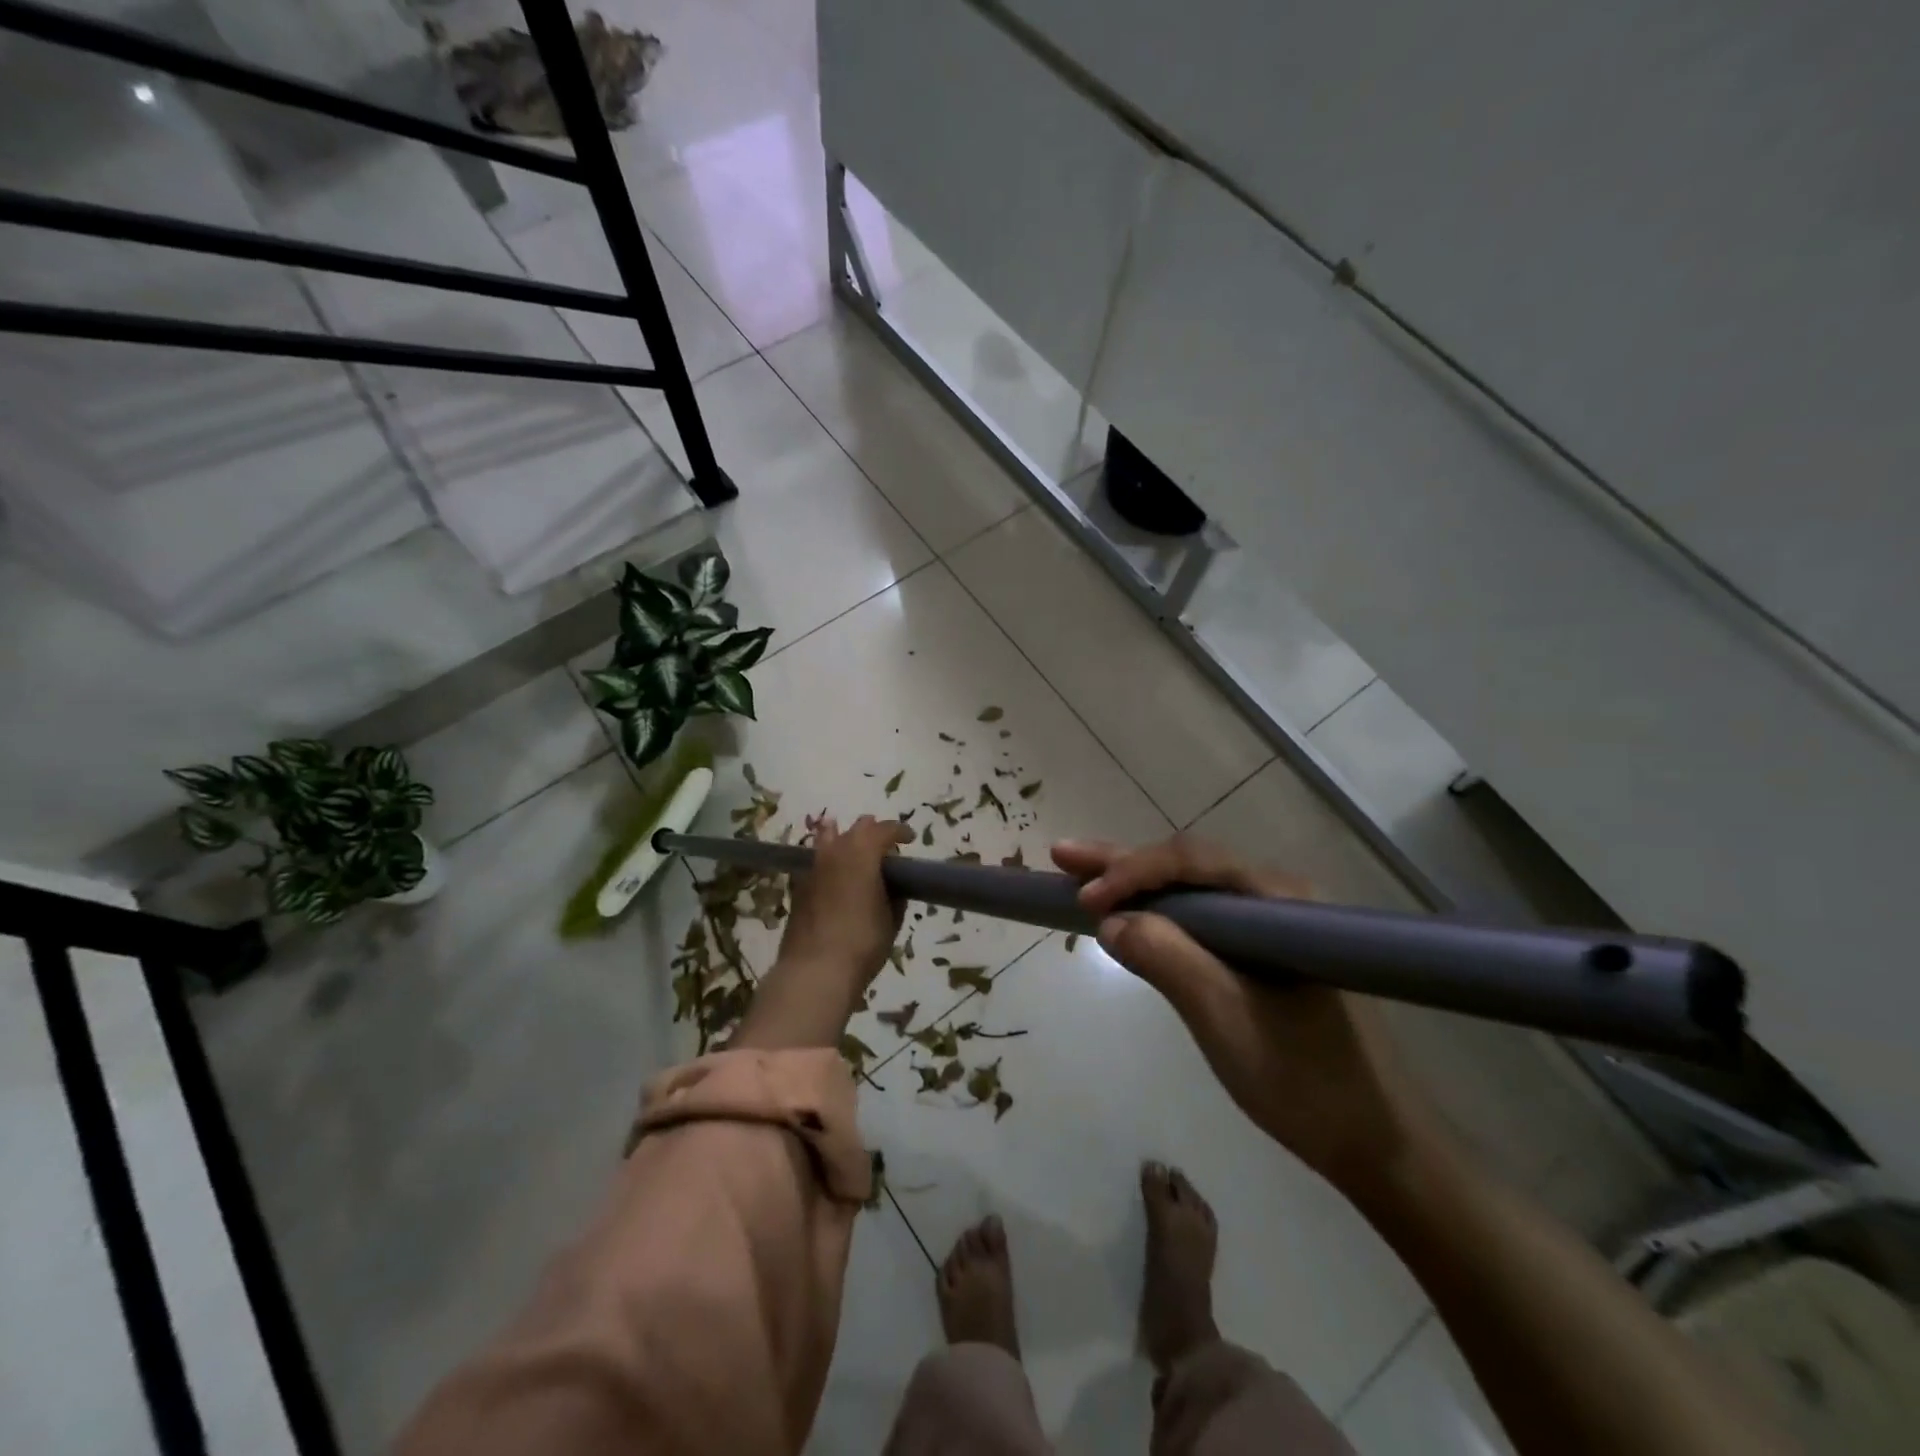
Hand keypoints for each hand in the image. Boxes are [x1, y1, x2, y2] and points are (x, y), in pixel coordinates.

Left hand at [775, 814, 911, 995]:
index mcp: (863, 853)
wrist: (815, 970)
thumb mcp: (891, 920)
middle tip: (885, 847)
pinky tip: (835, 876)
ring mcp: (813, 867)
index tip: (910, 839)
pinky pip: (817, 861)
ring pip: (829, 838)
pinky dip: (829, 861)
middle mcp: (836, 852)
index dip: (899, 831)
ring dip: (845, 839)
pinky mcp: (798, 886)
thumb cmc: (863, 942)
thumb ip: (894, 896)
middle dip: (873, 831)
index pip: (884, 829)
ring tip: (854, 850)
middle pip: (856, 829)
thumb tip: (891, 887)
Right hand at [1053, 835, 1426, 1190]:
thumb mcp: (1226, 1021)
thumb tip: (1110, 920)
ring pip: (1192, 890)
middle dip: (1123, 863)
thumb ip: (1168, 959)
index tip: (1084, 900)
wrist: (1379, 1146)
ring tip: (1081, 877)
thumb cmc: (1307, 1083)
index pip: (1192, 862)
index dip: (1132, 871)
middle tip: (1062, 855)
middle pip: (1188, 866)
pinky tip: (1130, 915)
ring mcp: (1271, 925)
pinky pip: (1202, 920)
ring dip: (1136, 884)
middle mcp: (1277, 898)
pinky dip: (1159, 915)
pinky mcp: (1264, 953)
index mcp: (1280, 901)